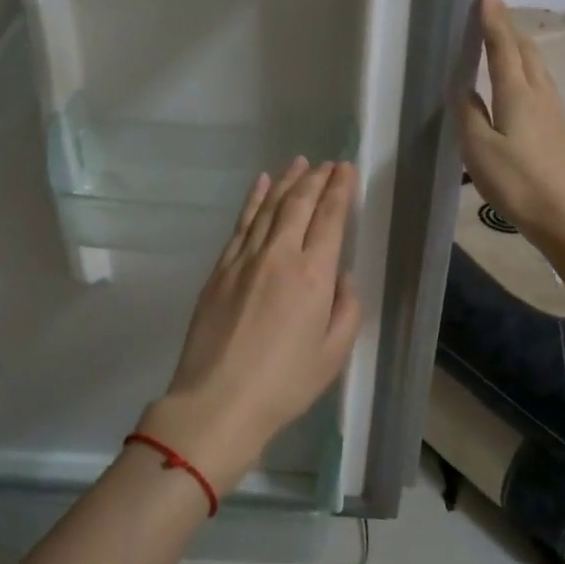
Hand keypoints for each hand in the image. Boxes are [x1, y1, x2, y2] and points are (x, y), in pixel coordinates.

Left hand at [147, 158, 362, 491]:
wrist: (218, 400)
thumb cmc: (284, 384)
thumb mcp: (333, 354)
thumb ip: (346, 308)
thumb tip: (340, 275)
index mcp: (313, 276)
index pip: (329, 218)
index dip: (339, 189)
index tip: (345, 169)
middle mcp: (279, 256)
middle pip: (298, 204)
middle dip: (315, 179)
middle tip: (327, 163)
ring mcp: (244, 259)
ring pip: (268, 207)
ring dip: (285, 182)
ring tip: (298, 163)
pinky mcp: (220, 269)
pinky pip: (240, 224)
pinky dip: (252, 200)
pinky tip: (260, 185)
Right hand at [457, 0, 564, 260]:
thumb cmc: (518, 182)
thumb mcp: (479, 149)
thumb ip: (469, 114)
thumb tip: (463, 87)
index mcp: (517, 93)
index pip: (504, 48)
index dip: (494, 23)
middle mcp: (540, 94)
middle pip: (527, 52)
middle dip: (510, 30)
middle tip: (494, 15)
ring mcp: (555, 111)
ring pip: (538, 68)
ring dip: (523, 49)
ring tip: (509, 41)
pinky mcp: (560, 129)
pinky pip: (542, 85)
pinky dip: (529, 71)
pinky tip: (524, 83)